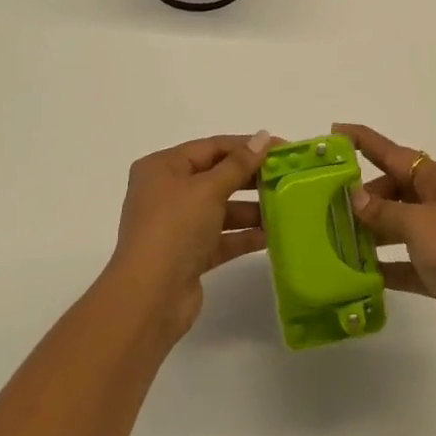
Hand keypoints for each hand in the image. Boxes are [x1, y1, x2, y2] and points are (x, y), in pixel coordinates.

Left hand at [106, 133, 272, 342]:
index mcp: (162, 168)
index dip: (246, 146)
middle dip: (250, 178)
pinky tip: (271, 234)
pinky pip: (221, 237)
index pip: (211, 147)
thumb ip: (238, 164)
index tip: (281, 148)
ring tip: (285, 206)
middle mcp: (166, 193)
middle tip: (287, 177)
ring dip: (250, 209)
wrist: (149, 299)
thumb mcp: (208, 189)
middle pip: (216, 177)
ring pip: (220, 209)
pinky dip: (243, 235)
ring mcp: (176, 226)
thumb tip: (262, 137)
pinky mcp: (188, 255)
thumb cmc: (174, 229)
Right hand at [337, 123, 435, 374]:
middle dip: (364, 194)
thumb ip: (385, 211)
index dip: (365, 141)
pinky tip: (358, 273)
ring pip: (397, 226)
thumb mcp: (420, 224)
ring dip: (370, 231)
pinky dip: (383, 266)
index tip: (335, 132)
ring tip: (334, 237)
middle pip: (395, 189)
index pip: (395, 154)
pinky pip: (403, 262)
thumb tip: (355, 196)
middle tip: (327, 203)